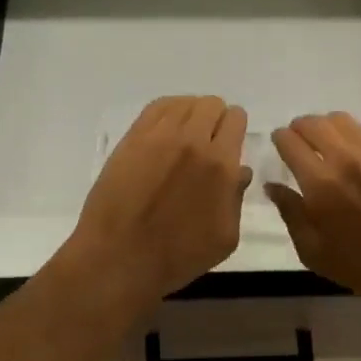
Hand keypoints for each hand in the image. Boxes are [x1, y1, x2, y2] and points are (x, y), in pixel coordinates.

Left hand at [65, 96, 249, 316]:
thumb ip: (237, 198)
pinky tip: (166, 129)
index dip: (235, 128)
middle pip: (212, 104)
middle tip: (207, 141)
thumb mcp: (225, 238)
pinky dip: (168, 111)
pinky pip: (157, 106)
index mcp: (220, 164)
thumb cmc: (177, 256)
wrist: (119, 257)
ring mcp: (160, 135)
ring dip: (191, 114)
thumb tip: (240, 171)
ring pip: (185, 102)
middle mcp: (193, 140)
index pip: (236, 119)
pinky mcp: (133, 137)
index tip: (229, 143)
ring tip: (184, 136)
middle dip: (215, 119)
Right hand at [267, 112, 360, 316]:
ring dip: (327, 127)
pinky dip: (355, 136)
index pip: (289, 140)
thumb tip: (273, 186)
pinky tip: (360, 155)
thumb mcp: (313, 251)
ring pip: (340, 120)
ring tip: (329, 144)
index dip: (280, 140)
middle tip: (302, 142)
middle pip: (312, 122)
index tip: (281, 146)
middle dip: (300, 129)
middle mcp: (344, 155)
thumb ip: (290, 213)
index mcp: (319, 181)